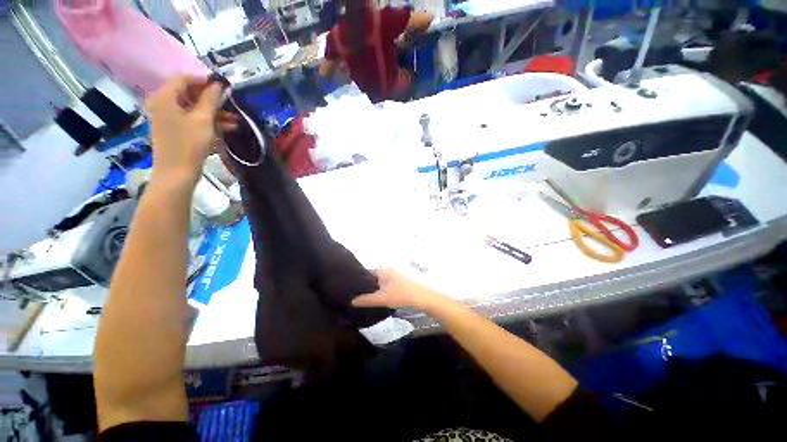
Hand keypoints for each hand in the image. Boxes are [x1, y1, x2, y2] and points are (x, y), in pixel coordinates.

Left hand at [146, 75, 235, 183]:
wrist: (177, 173)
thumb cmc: (189, 144)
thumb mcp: (203, 119)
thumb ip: (210, 99)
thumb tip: (218, 84)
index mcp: (165, 97)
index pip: (184, 79)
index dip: (204, 80)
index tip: (224, 86)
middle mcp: (163, 103)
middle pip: (189, 93)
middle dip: (211, 98)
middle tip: (230, 103)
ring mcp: (168, 117)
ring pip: (193, 108)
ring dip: (214, 112)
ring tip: (235, 119)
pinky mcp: (175, 129)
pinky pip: (192, 119)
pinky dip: (208, 121)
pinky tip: (228, 127)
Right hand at [352, 268, 451, 310]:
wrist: (428, 295)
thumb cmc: (403, 295)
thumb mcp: (382, 299)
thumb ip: (366, 300)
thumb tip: (351, 301)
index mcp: (384, 269)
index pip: (368, 272)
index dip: (361, 281)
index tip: (356, 290)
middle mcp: (392, 266)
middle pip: (378, 275)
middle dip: (373, 284)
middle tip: (368, 296)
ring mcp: (402, 269)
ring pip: (387, 277)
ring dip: (383, 286)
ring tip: (380, 297)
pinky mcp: (410, 275)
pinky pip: (396, 279)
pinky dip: (392, 286)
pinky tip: (393, 294)